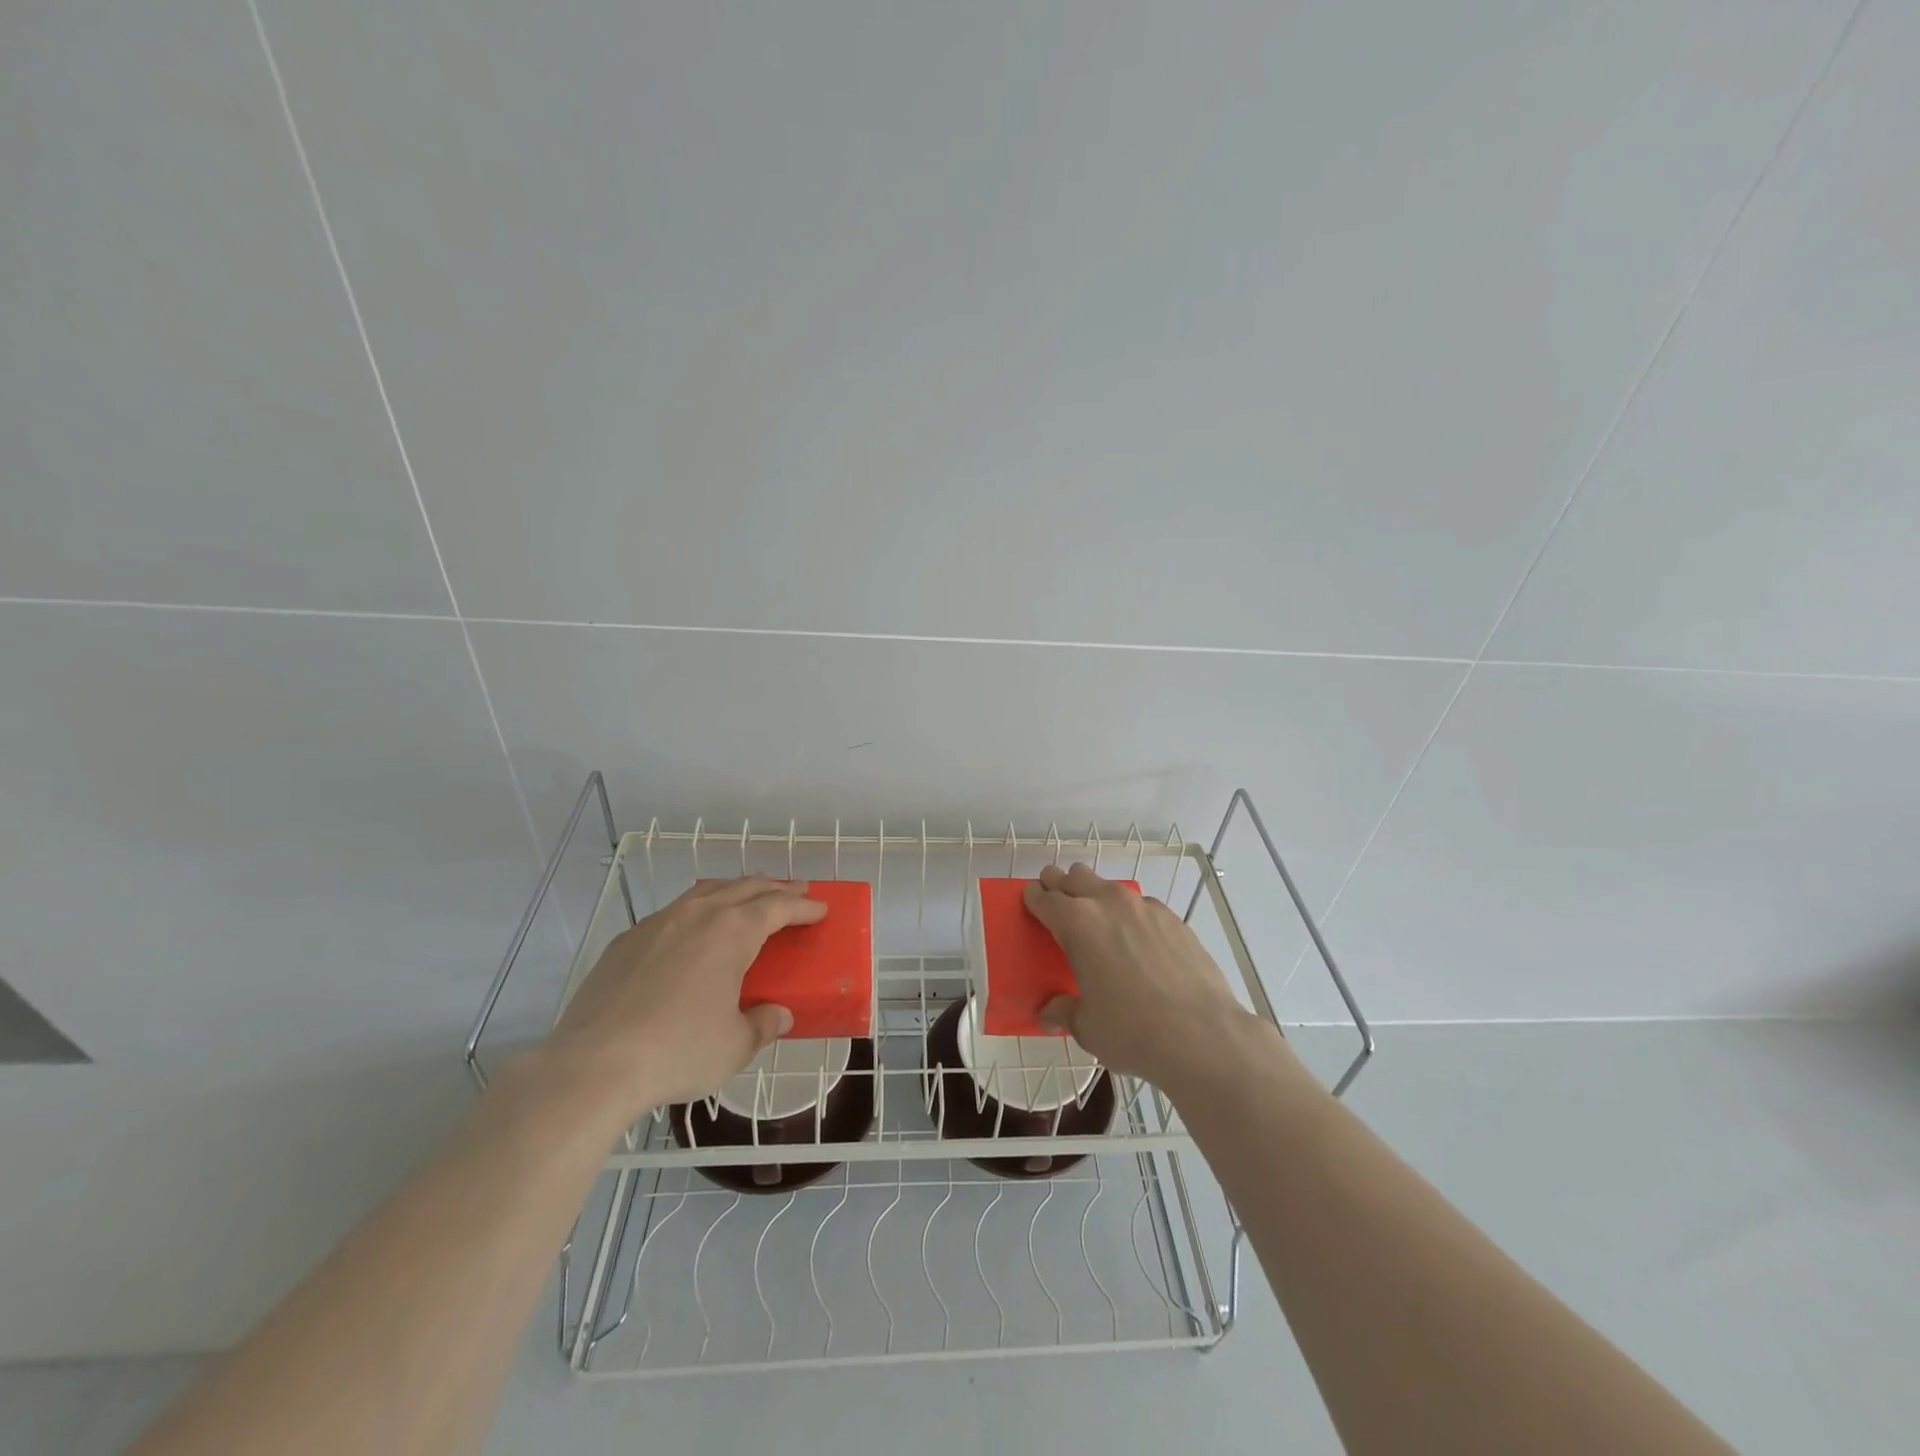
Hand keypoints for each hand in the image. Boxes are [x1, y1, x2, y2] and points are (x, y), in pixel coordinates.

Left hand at [541, 876, 826, 1122]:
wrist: (594, 1064)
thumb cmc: (678, 1051)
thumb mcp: (735, 1046)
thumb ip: (763, 1025)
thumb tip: (779, 1015)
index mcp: (732, 932)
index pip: (778, 906)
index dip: (803, 906)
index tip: (821, 908)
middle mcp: (698, 915)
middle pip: (745, 888)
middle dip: (774, 888)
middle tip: (795, 892)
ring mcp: (658, 923)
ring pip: (706, 892)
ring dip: (735, 890)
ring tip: (748, 897)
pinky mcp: (626, 941)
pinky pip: (673, 912)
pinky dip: (697, 910)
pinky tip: (693, 929)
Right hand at [1022, 862, 1258, 1095]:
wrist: (1203, 1035)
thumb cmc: (1132, 1031)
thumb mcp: (1087, 1027)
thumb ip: (1064, 1012)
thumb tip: (1049, 1014)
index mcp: (1077, 923)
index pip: (1045, 898)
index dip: (1034, 898)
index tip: (1031, 901)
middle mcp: (1108, 903)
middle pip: (1075, 876)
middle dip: (1061, 885)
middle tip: (1057, 904)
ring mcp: (1145, 907)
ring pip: (1110, 887)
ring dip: (1096, 897)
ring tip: (1099, 926)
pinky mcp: (1174, 919)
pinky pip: (1142, 906)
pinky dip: (1131, 916)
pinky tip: (1139, 945)